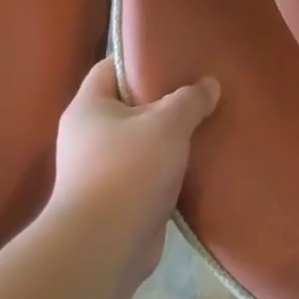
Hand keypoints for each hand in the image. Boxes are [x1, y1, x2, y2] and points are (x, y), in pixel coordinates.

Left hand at [52, 59, 220, 282]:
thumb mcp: (167, 124)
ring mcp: (101, 168)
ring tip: (209, 123)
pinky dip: (173, 166)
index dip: (140, 58)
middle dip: (165, 99)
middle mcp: (88, 135)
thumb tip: (208, 85)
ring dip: (172, 136)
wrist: (106, 243)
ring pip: (144, 140)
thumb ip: (190, 99)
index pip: (109, 68)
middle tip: (202, 89)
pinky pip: (150, 170)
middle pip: (130, 104)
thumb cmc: (129, 170)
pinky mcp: (120, 197)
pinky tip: (202, 161)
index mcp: (88, 108)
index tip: (176, 55)